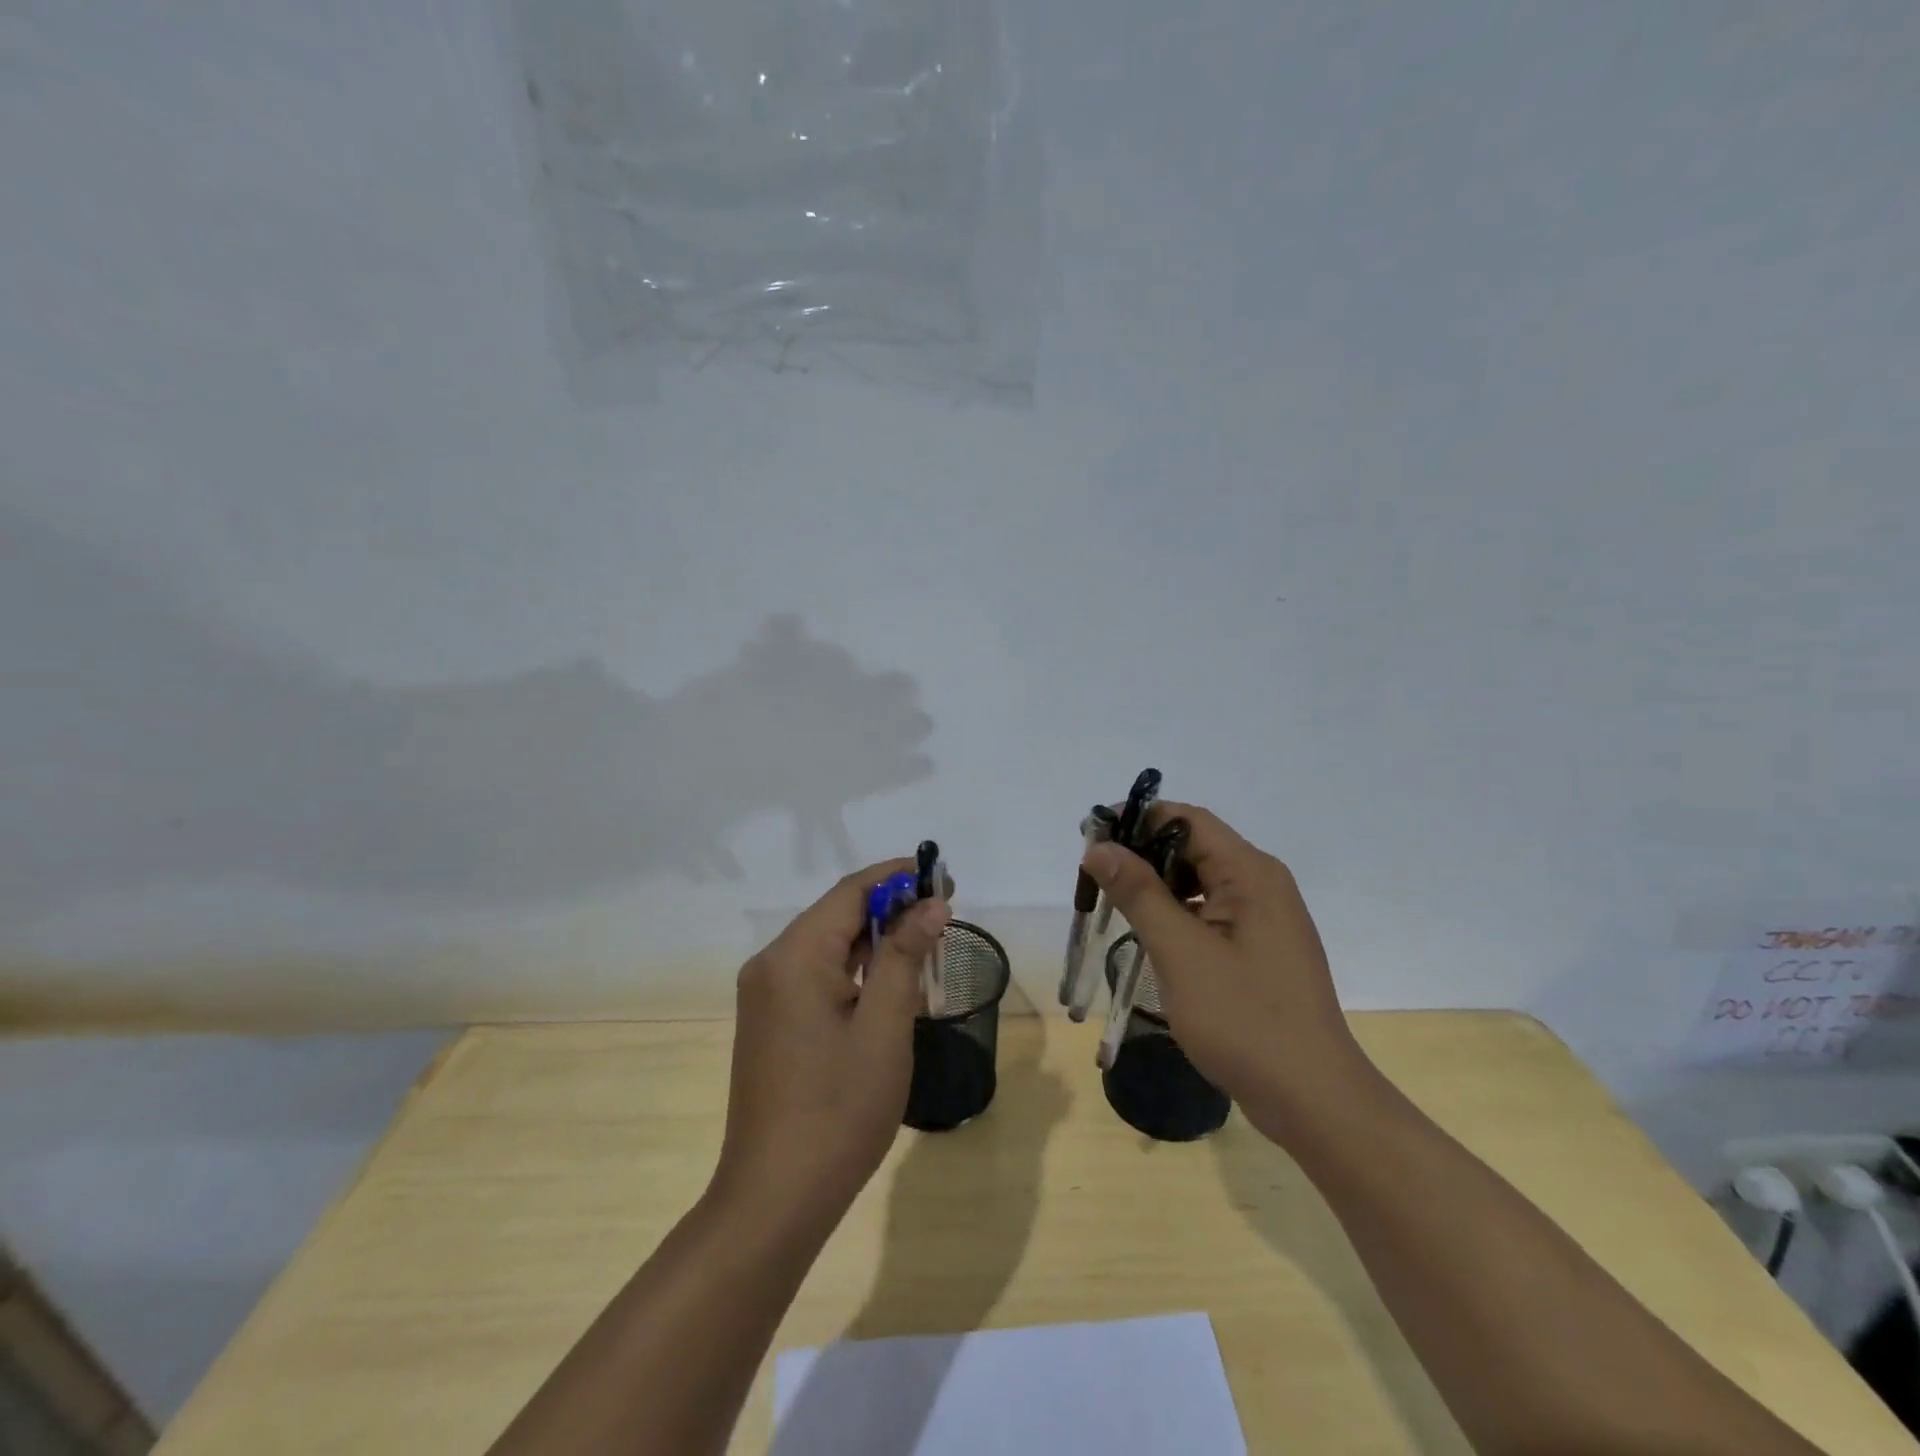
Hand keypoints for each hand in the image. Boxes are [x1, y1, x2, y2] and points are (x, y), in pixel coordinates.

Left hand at [712, 859, 950, 1230]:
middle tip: (943, 911)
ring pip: (827, 945)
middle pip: (836, 914)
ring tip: (925, 942)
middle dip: (890, 908)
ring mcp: (765, 995)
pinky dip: (854, 969)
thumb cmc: (839, 1109)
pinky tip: (888, 982)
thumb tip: (931, 904)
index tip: (941, 877)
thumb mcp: (885, 1027)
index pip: (850, 892)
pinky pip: (815, 975)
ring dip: (874, 939)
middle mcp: (771, 964)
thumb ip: (905, 956)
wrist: (775, 1198)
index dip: (897, 878)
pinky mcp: (769, 1021)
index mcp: (794, 956)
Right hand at [1082, 804, 1368, 1140]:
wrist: (1313, 1100)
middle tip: (1093, 878)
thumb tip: (1100, 847)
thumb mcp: (1180, 952)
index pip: (1186, 820)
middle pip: (1193, 847)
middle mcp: (1262, 884)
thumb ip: (1138, 893)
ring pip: (1200, 882)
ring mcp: (1264, 919)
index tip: (1091, 838)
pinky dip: (1176, 914)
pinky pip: (1210, 913)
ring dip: (1156, 887)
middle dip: (1142, 855)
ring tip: (1113, 906)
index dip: (1137, 820)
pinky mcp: (1259, 949)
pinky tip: (1150, 936)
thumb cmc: (1244, 1020)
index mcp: (1250, 873)